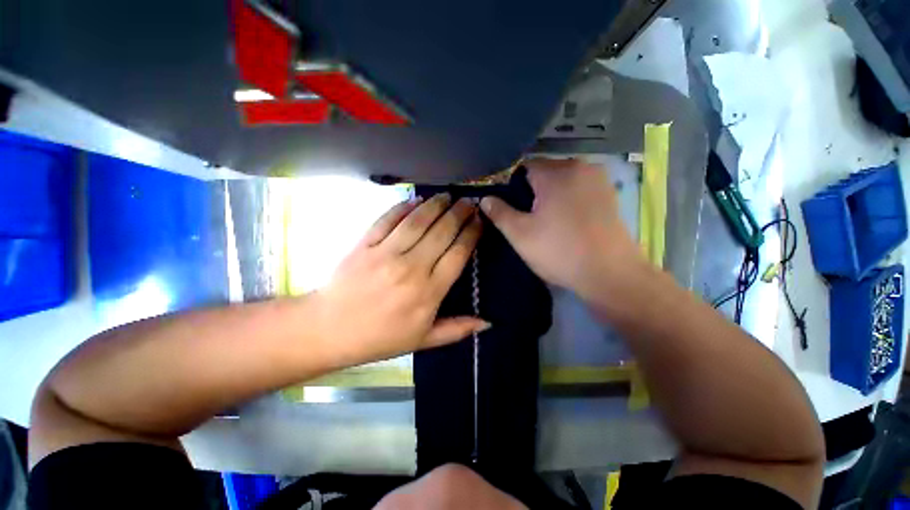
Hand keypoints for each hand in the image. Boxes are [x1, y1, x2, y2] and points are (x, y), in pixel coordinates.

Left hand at [311, 193, 486, 365]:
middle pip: (442, 232)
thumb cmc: (381, 337)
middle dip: (459, 213)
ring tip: (447, 196)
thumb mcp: (423, 340)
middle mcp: (411, 268)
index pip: (458, 253)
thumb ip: (457, 329)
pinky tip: (415, 200)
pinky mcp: (365, 244)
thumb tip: (488, 323)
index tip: (479, 221)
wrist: (330, 329)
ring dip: (435, 205)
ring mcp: (386, 253)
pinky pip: (388, 219)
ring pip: (418, 221)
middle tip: (468, 202)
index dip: (472, 234)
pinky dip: (403, 207)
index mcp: (429, 292)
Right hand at [480, 158, 641, 296]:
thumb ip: (499, 212)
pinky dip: (567, 200)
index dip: (512, 186)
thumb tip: (485, 198)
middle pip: (544, 173)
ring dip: (550, 196)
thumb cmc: (559, 251)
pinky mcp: (609, 194)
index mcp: (556, 172)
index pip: (523, 167)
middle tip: (527, 218)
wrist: (610, 274)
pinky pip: (579, 189)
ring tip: (546, 222)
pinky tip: (566, 222)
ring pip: (562, 181)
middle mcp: (580, 167)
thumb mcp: (520, 234)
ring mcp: (598, 179)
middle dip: (531, 191)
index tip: (510, 207)